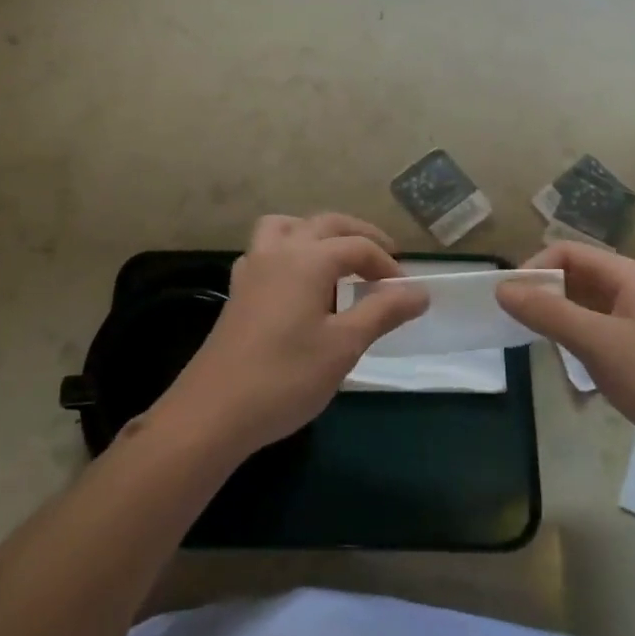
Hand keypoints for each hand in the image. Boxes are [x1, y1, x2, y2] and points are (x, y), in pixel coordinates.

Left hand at [155, 213, 429, 461]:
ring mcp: (252, 267)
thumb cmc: (286, 377)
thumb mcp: (344, 346)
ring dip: (317, 233)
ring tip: (337, 259)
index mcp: (308, 258)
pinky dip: (290, 251)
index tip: (406, 293)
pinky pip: (267, 250)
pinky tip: (297, 283)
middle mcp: (278, 251)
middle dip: (359, 236)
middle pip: (325, 224)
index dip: (387, 265)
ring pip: (288, 227)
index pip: (358, 247)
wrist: (214, 411)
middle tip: (385, 259)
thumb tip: (420, 291)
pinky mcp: (238, 290)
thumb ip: (383, 311)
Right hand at [496, 242, 634, 495]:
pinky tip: (574, 382)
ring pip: (587, 315)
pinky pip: (602, 345)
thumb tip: (502, 288)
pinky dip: (581, 355)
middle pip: (577, 281)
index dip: (535, 268)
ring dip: (561, 329)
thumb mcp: (599, 342)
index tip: (508, 300)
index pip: (569, 253)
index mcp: (630, 278)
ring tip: (541, 353)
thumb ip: (548, 313)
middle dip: (545, 299)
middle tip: (516, 326)